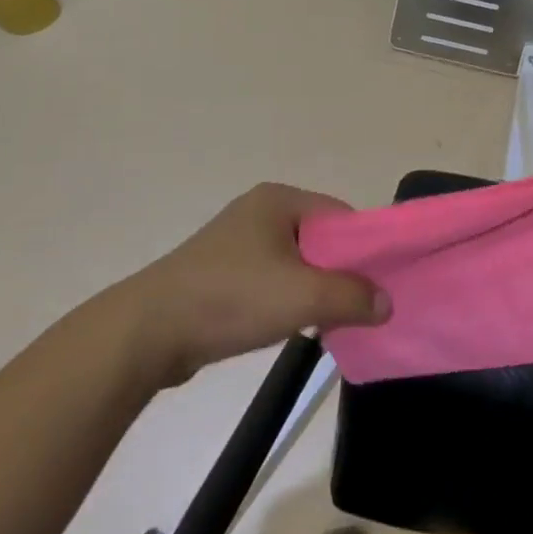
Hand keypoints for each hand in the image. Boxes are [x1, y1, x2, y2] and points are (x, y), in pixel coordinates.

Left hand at [126, 183, 389, 384]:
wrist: (145, 333)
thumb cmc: (230, 299)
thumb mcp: (302, 297)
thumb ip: (351, 296)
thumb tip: (387, 302)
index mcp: (279, 199)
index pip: (340, 215)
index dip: (363, 247)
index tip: (379, 282)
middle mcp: (258, 211)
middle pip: (318, 238)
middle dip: (338, 272)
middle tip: (356, 307)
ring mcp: (234, 242)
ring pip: (293, 262)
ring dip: (310, 289)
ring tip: (324, 322)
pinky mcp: (218, 273)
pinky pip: (267, 279)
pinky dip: (282, 300)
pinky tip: (286, 327)